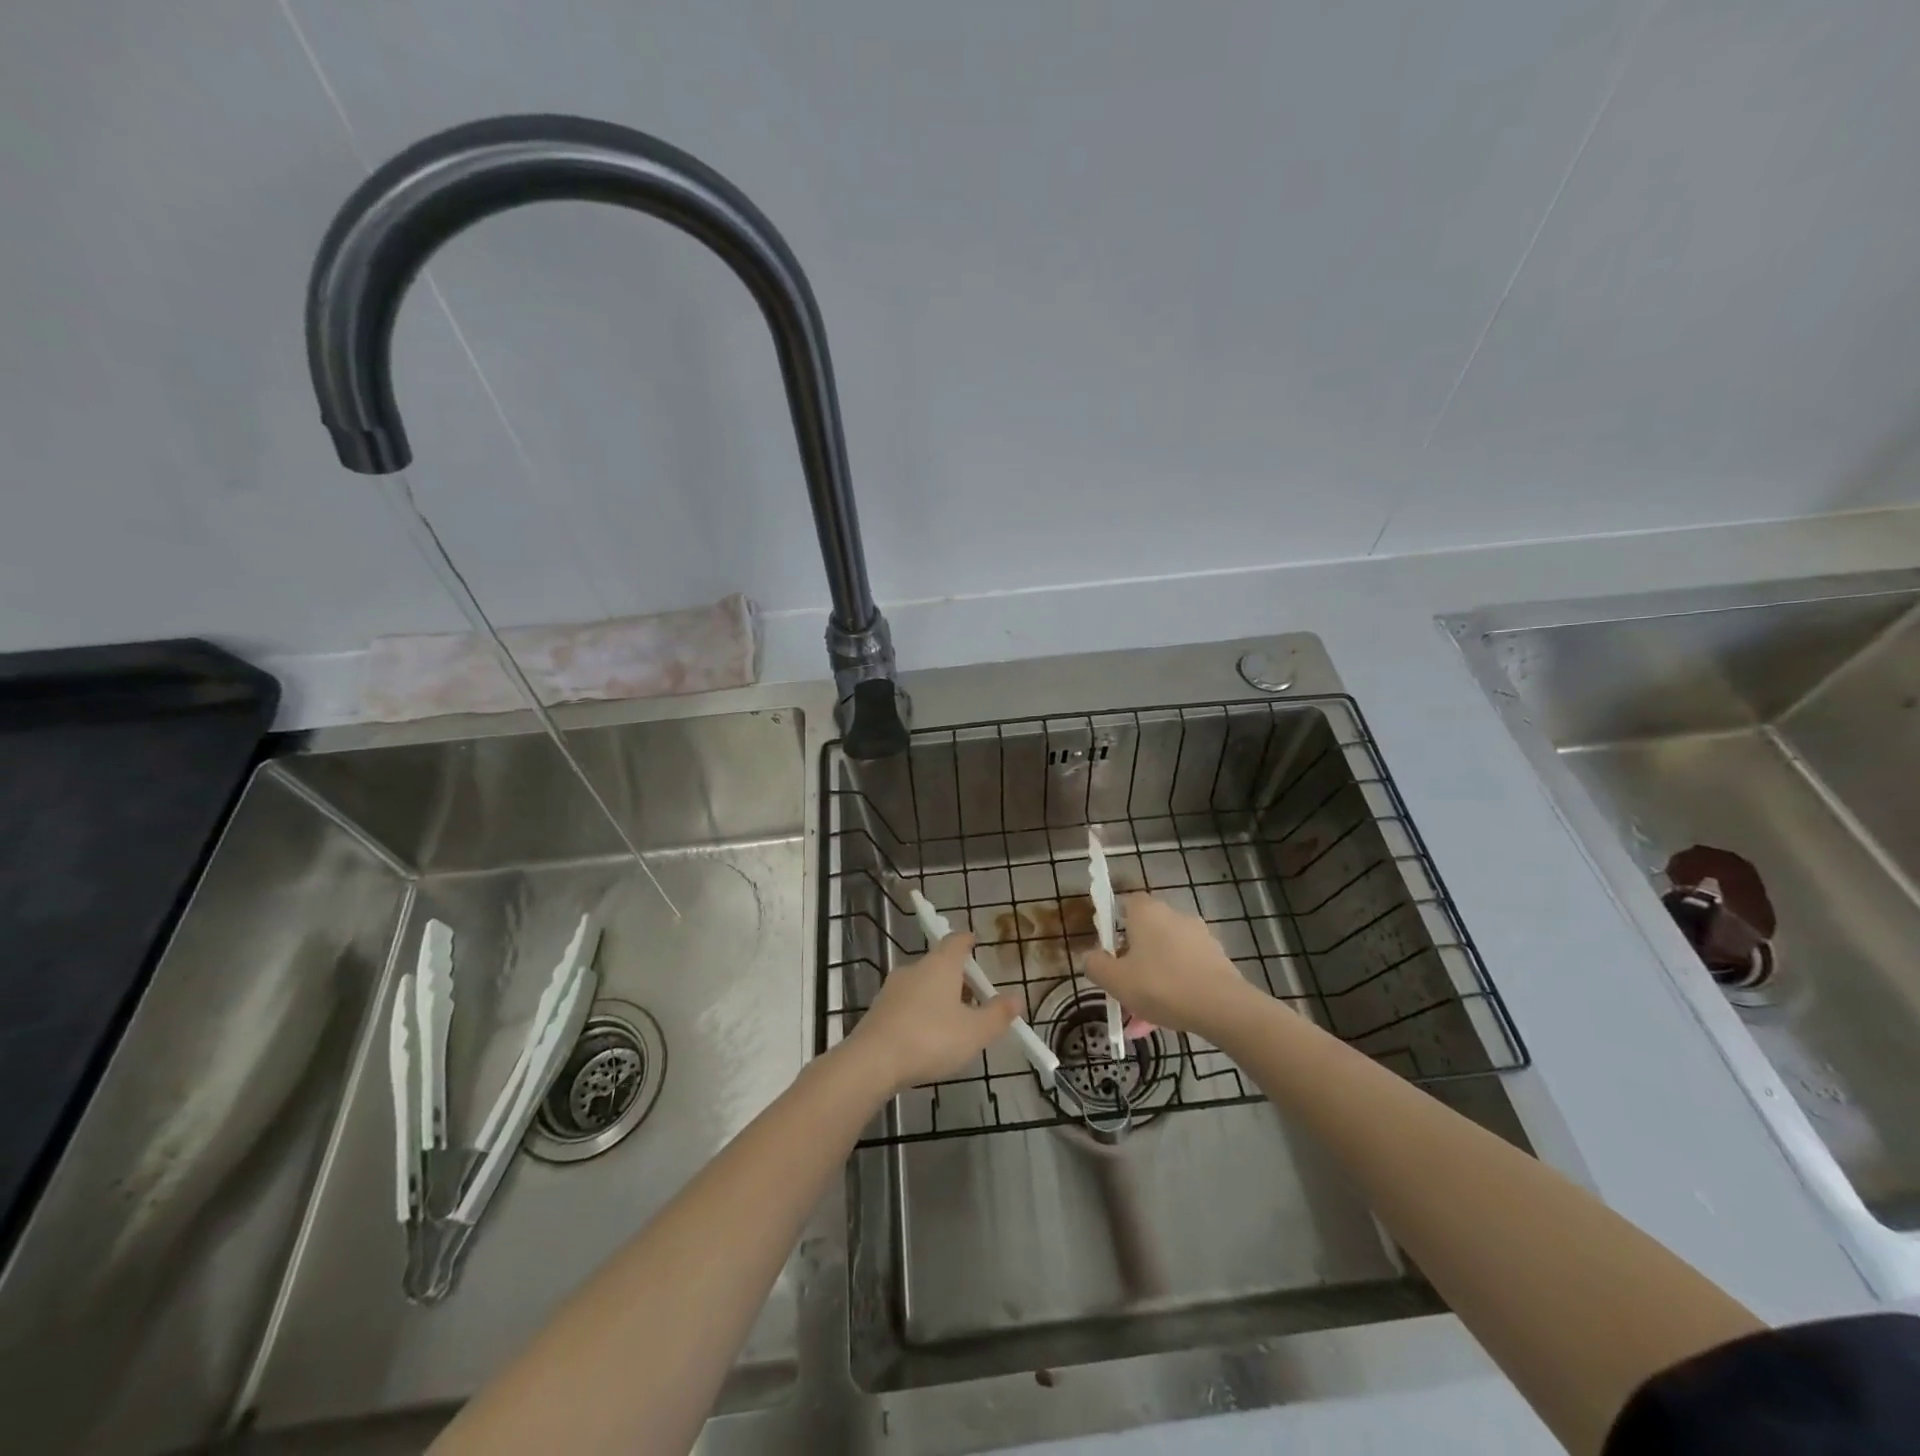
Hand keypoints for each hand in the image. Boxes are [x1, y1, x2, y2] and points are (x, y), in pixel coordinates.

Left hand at [844, 933, 1018, 1093]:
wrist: (872, 1062)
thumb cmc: (931, 1038)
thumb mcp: (974, 1032)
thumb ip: (997, 1014)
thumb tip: (1017, 997)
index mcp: (941, 964)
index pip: (956, 941)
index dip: (967, 941)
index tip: (975, 943)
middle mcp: (915, 968)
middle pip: (939, 963)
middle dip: (956, 977)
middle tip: (973, 997)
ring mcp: (892, 989)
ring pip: (921, 985)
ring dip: (937, 997)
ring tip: (953, 1022)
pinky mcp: (878, 1010)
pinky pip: (906, 1004)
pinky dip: (920, 1013)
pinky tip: (927, 1037)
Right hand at [1086, 893, 1266, 1040]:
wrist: (1222, 1007)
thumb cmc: (1161, 986)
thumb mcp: (1115, 980)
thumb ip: (1095, 965)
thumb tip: (1091, 957)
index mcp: (1146, 912)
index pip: (1124, 903)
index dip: (1112, 923)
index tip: (1107, 950)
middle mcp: (1173, 915)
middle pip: (1144, 933)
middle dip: (1132, 961)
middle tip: (1123, 988)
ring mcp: (1198, 936)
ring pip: (1164, 956)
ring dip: (1152, 979)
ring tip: (1142, 1017)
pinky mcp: (1216, 957)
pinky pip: (1185, 969)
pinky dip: (1174, 987)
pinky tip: (1168, 1017)